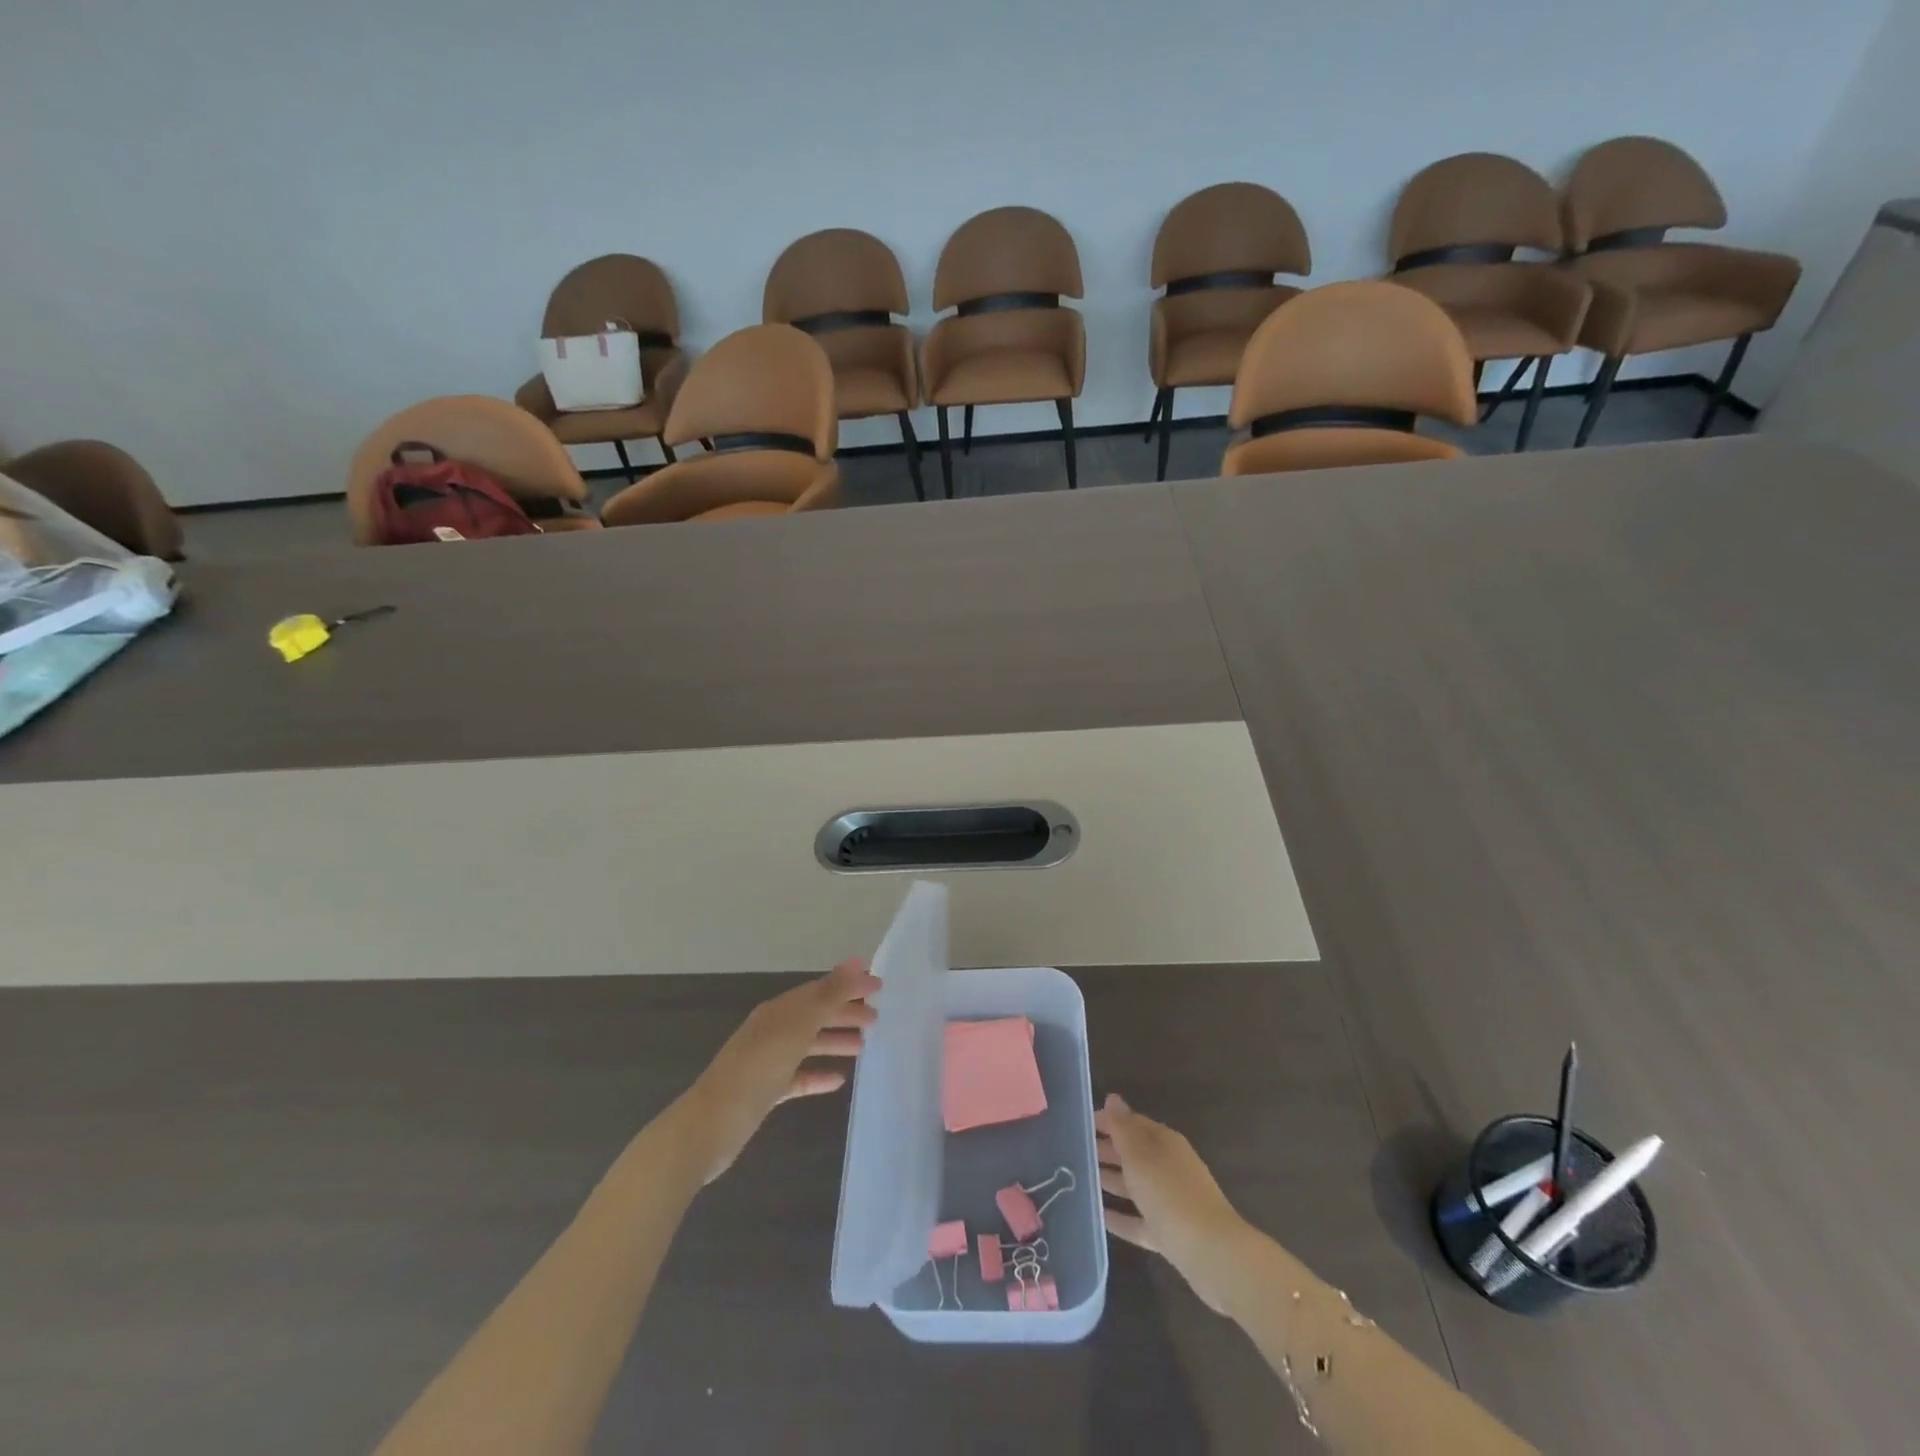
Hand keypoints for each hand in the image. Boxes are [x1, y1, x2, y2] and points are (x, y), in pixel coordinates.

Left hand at [677, 959, 880, 1183]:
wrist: (711, 1125)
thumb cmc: (758, 1069)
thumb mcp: (798, 1027)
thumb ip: (829, 994)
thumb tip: (857, 960)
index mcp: (779, 1010)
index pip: (820, 989)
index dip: (849, 986)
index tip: (879, 988)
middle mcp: (772, 1030)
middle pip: (815, 1015)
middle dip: (845, 1013)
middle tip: (877, 1019)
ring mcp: (767, 1061)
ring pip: (808, 1044)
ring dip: (835, 1041)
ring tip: (863, 1046)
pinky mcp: (765, 1091)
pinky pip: (798, 1076)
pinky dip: (818, 1074)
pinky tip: (838, 1080)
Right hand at [1097, 1094, 1250, 1313]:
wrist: (1212, 1253)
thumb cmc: (1171, 1194)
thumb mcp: (1141, 1156)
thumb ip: (1123, 1128)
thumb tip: (1113, 1098)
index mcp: (1165, 1143)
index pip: (1133, 1123)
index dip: (1108, 1121)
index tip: (1081, 1123)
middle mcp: (1169, 1167)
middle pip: (1134, 1153)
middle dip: (1107, 1150)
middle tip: (1075, 1151)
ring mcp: (1170, 1201)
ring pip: (1135, 1185)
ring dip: (1111, 1181)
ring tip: (1080, 1180)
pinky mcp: (1170, 1232)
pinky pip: (1139, 1219)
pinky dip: (1120, 1217)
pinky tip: (1098, 1216)